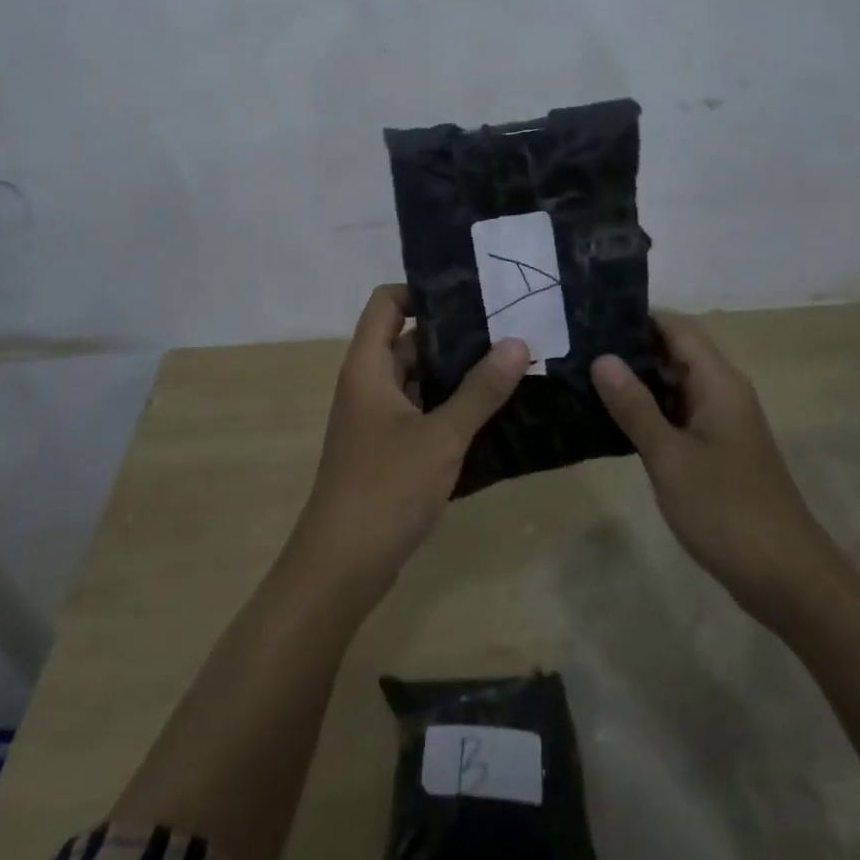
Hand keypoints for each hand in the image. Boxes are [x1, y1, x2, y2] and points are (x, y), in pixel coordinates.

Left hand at [287, 285, 529, 599]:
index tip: (471, 294)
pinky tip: (494, 414)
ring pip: (419, 380)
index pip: (387, 302)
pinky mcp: (388, 450)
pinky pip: (422, 412)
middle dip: (455, 335)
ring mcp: (377, 419)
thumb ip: (480, 390)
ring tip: (511, 366)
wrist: (341, 568)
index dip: (422, 290)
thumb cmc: (385, 489)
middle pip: (410, 341)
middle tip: (509, 329)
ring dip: (458, 375)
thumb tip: (518, 342)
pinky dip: (451, 408)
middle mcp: (369, 384)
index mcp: (369, 367)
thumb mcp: (440, 437)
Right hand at [591, 313, 837, 617]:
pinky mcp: (719, 451)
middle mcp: (723, 392)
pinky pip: (680, 414)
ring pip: (675, 385)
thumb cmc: (727, 511)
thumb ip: (635, 406)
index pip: (676, 327)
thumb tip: (602, 357)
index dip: (636, 316)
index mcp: (718, 382)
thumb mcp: (670, 457)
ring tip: (585, 376)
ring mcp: (722, 423)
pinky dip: (650, 410)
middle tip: (577, 347)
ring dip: (637, 381)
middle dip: (630, 347)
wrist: (788, 580)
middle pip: (675, 352)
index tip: (591, 316)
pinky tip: (613, 419)